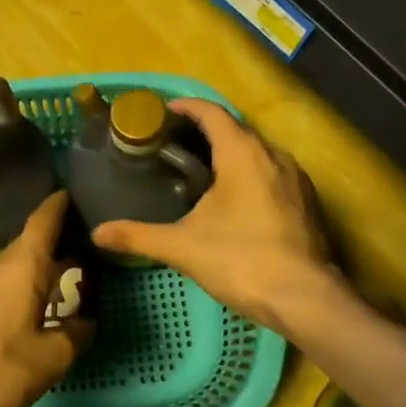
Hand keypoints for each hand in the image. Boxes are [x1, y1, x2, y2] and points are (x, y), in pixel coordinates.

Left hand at [0, 191, 93, 406]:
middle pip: (28, 246)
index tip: (69, 194)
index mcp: (23, 267)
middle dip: (52, 246)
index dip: (58, 206)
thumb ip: (75, 336)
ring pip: (9, 271)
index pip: (43, 222)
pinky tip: (20, 315)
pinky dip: (12, 293)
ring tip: (53, 287)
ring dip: (31, 274)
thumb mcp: (50, 359)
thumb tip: (86, 322)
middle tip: (79, 253)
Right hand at [91, 100, 338, 335]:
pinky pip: (273, 174)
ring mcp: (296, 179)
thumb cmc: (241, 260)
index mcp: (243, 154)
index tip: (163, 113)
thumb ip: (138, 236)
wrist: (304, 298)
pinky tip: (235, 200)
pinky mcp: (307, 202)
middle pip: (236, 130)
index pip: (212, 113)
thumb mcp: (183, 247)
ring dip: (231, 153)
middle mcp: (273, 156)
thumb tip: (97, 233)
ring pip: (258, 153)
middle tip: (174, 145)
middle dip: (206, 131)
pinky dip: (250, 175)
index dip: (186, 108)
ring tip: (201, 170)